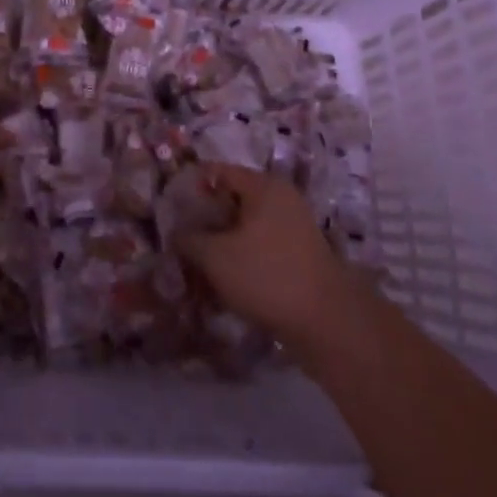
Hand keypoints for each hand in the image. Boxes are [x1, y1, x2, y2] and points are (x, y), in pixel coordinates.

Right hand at [175, 164, 352, 346]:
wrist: (328, 323)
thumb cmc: (267, 275)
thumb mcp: (215, 257)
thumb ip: (188, 239)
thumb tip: (176, 233)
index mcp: (263, 185)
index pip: (217, 172)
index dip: (190, 188)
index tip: (169, 210)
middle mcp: (281, 198)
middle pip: (231, 200)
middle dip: (205, 220)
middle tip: (180, 240)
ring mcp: (294, 227)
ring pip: (245, 227)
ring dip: (221, 243)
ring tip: (198, 266)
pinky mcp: (299, 255)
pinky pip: (261, 247)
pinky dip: (241, 259)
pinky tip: (224, 282)